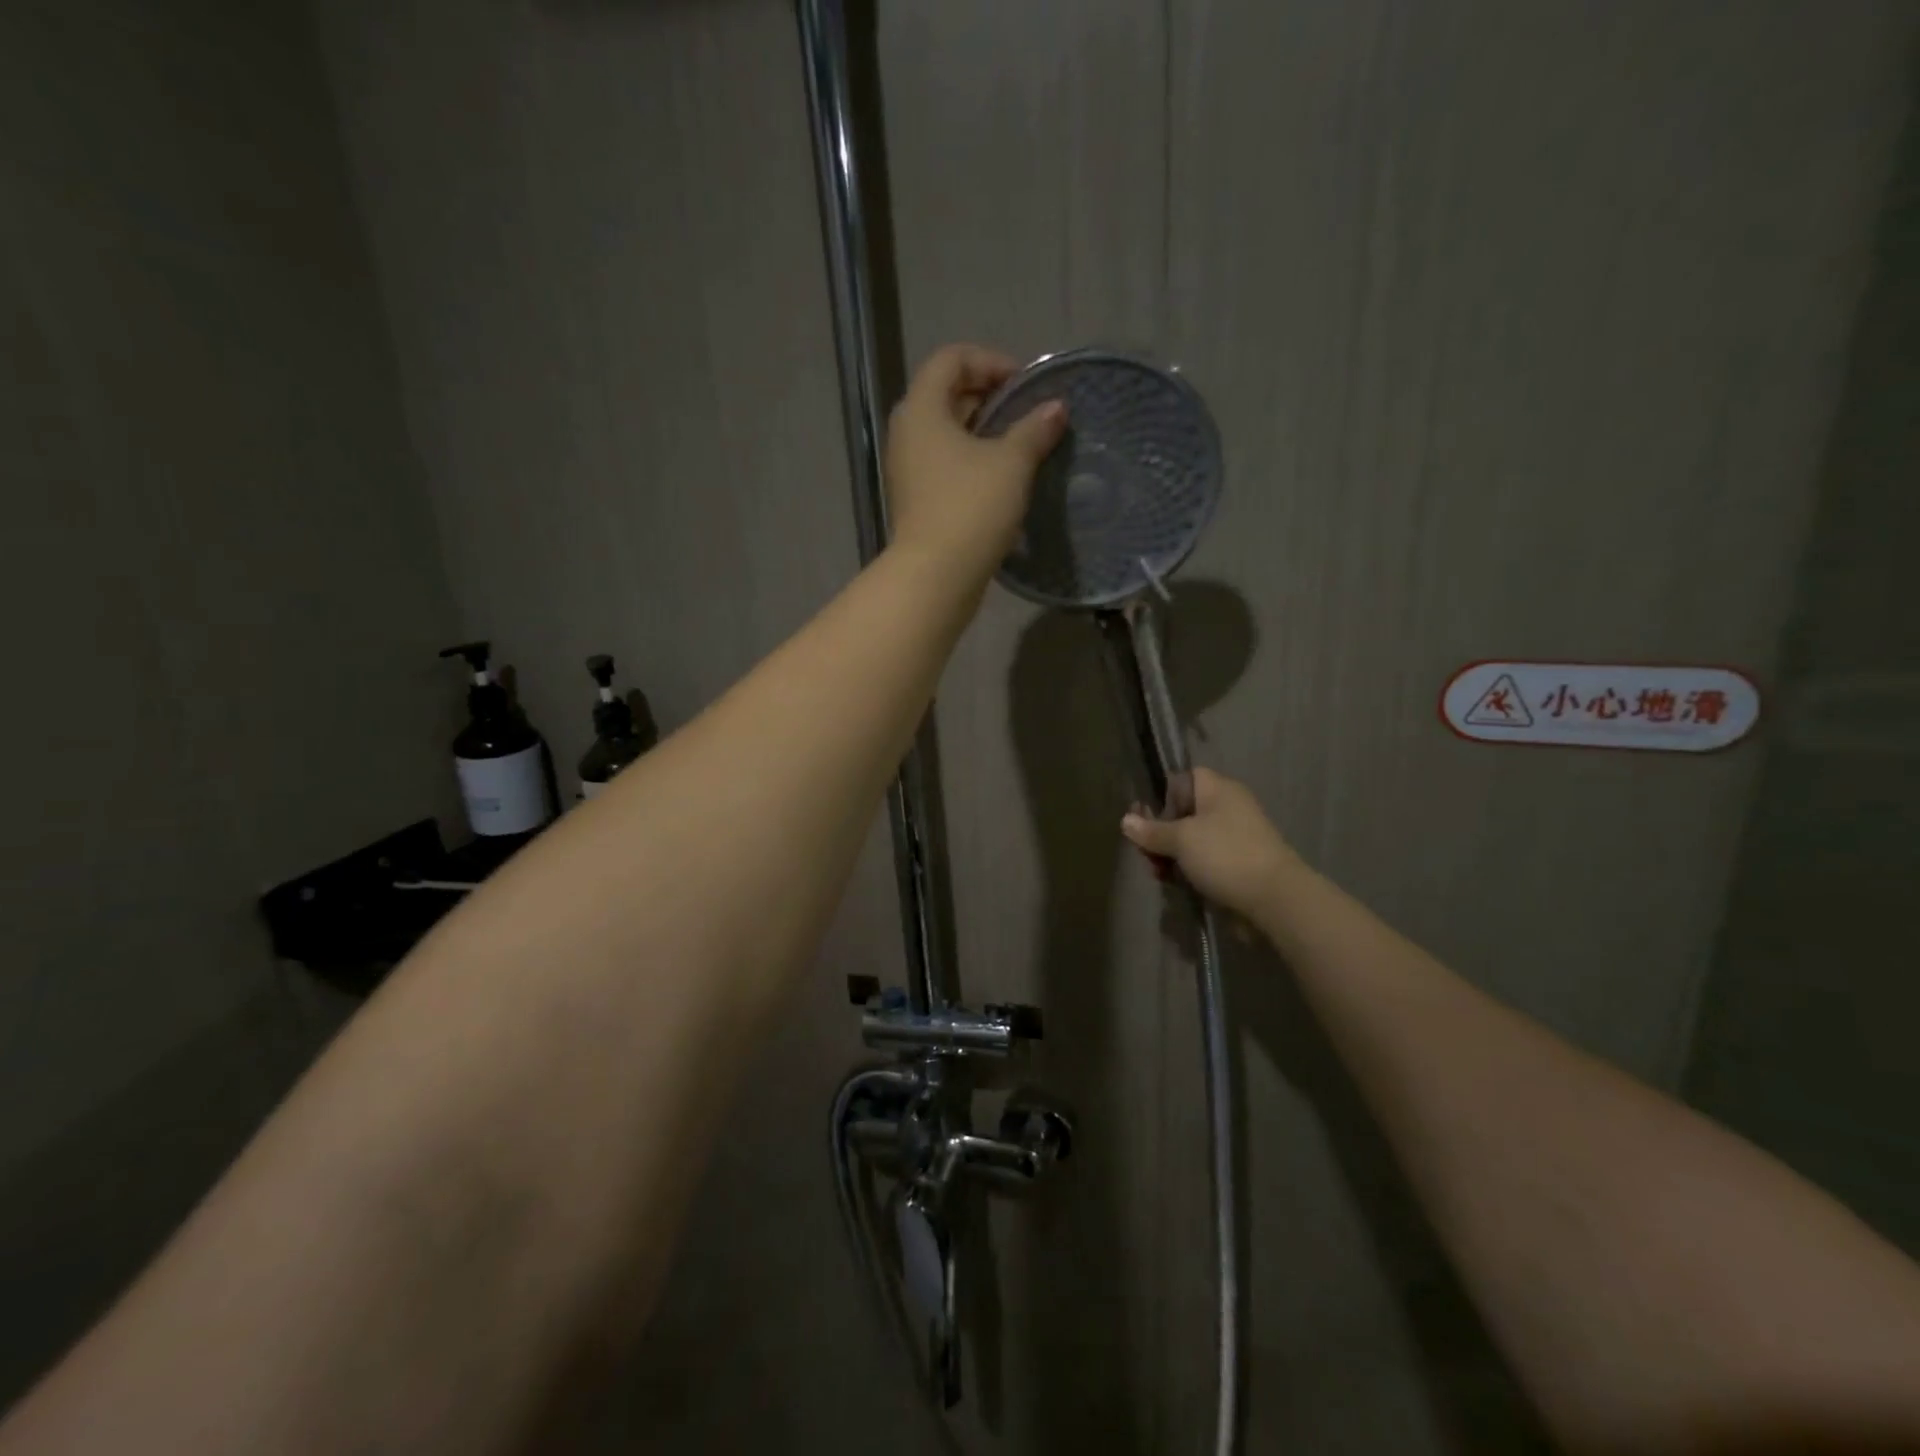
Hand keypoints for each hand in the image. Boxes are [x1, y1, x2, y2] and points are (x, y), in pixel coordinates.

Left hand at [885, 343, 1066, 573]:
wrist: (936, 576)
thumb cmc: (971, 508)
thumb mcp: (1011, 463)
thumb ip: (1034, 429)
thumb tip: (1056, 408)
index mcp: (921, 409)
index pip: (951, 359)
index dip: (990, 361)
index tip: (1025, 385)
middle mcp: (907, 433)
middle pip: (946, 394)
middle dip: (989, 396)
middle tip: (1026, 412)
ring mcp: (908, 469)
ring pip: (946, 432)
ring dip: (983, 431)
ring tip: (1020, 445)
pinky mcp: (916, 499)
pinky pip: (945, 463)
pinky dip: (972, 459)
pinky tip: (1002, 478)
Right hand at [1120, 768, 1298, 920]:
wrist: (1275, 899)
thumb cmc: (1225, 856)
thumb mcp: (1181, 840)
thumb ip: (1151, 830)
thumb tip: (1125, 820)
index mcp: (1218, 790)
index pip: (1185, 778)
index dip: (1163, 795)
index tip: (1147, 819)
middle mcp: (1228, 808)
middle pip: (1184, 812)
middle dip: (1161, 833)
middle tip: (1147, 854)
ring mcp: (1235, 837)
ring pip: (1192, 839)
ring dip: (1171, 855)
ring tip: (1160, 874)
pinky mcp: (1238, 864)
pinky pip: (1205, 860)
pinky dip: (1189, 869)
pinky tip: (1176, 884)